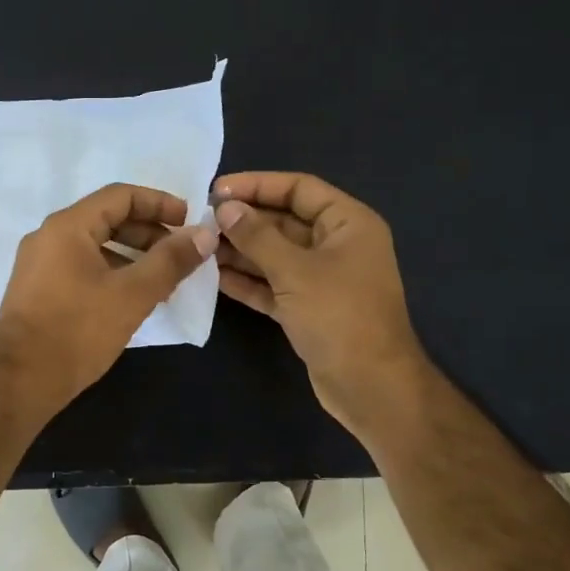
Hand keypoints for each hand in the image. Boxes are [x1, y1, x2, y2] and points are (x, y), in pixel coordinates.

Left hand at [0, 183, 217, 421]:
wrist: (20, 382)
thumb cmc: (78, 332)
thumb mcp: (132, 294)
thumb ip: (171, 261)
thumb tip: (205, 234)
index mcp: (67, 227)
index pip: (120, 195)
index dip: (159, 203)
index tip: (189, 222)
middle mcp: (48, 238)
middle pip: (107, 219)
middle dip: (148, 233)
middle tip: (180, 255)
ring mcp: (38, 266)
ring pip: (95, 247)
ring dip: (132, 257)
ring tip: (163, 282)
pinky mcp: (37, 292)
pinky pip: (81, 268)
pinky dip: (111, 274)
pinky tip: (132, 300)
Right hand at [212, 171, 436, 441]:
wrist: (369, 385)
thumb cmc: (339, 316)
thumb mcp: (295, 270)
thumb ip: (258, 236)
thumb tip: (225, 208)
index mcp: (348, 224)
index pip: (299, 189)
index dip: (258, 185)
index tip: (216, 190)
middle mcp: (337, 246)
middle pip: (285, 222)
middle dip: (245, 221)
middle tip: (201, 221)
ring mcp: (323, 280)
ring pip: (276, 255)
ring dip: (241, 251)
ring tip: (200, 247)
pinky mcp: (308, 309)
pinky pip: (274, 285)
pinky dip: (248, 281)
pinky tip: (214, 277)